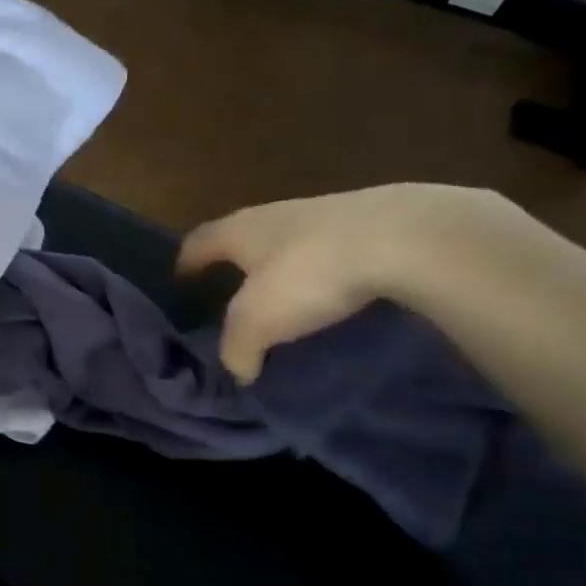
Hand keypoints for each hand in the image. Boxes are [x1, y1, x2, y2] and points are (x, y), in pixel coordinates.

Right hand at [178, 184, 522, 382]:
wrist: (404, 237)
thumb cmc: (308, 273)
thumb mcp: (257, 322)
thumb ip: (237, 348)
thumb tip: (238, 369)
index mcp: (238, 231)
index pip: (197, 243)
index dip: (186, 264)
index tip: (181, 282)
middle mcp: (272, 216)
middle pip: (242, 238)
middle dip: (235, 266)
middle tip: (232, 297)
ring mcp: (322, 215)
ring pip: (287, 243)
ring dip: (282, 269)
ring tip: (287, 302)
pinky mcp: (365, 224)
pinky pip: (329, 251)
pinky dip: (323, 272)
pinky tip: (334, 294)